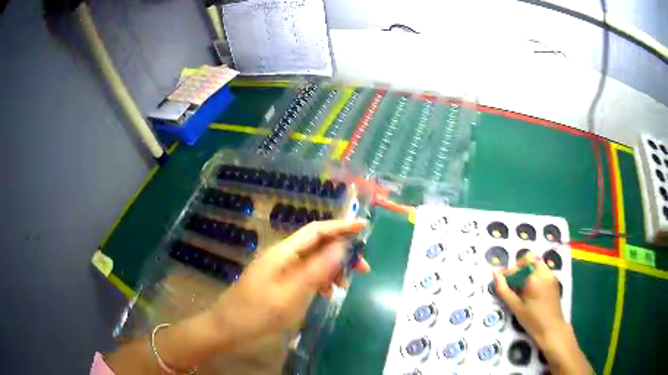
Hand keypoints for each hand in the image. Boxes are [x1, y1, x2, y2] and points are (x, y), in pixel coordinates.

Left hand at [211, 219, 368, 346]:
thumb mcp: (290, 294)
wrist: (227, 328)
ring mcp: (279, 269)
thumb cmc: (257, 313)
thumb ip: (316, 270)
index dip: (340, 227)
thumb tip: (342, 247)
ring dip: (332, 269)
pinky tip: (327, 293)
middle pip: (317, 245)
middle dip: (341, 253)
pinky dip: (320, 280)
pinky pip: (305, 275)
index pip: (316, 231)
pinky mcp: (279, 282)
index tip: (364, 228)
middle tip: (363, 268)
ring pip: (312, 261)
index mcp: (283, 253)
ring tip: (345, 285)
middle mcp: (282, 256)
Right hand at [493, 252, 592, 374]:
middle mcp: (544, 272)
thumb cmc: (532, 320)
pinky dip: (535, 273)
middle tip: (513, 282)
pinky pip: (543, 269)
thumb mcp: (515, 307)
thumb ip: (504, 290)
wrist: (552, 328)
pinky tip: (531, 289)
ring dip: (527, 270)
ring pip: (536, 262)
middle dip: (519, 267)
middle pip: (529, 258)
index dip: (507, 272)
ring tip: (522, 286)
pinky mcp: (554, 279)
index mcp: (533, 278)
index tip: (500, 279)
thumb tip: (495, 274)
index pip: (517, 267)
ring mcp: (551, 274)